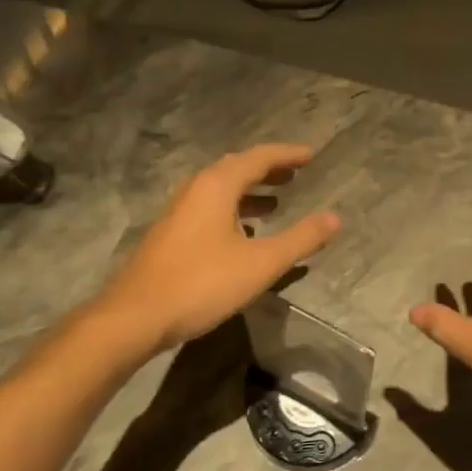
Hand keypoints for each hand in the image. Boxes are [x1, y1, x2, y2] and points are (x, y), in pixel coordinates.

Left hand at [97, 144, 339, 352]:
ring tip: (277, 202)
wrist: (136, 315)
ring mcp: (179, 211)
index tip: (311, 155)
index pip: (258, 157)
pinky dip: (234, 210)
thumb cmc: (202, 283)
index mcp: (217, 186)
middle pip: (236, 168)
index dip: (287, 154)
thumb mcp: (261, 263)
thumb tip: (335, 218)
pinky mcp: (171, 233)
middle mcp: (196, 189)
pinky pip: (209, 208)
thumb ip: (300, 239)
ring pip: (221, 189)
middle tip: (295, 174)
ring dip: (250, 191)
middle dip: (268, 169)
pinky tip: (244, 234)